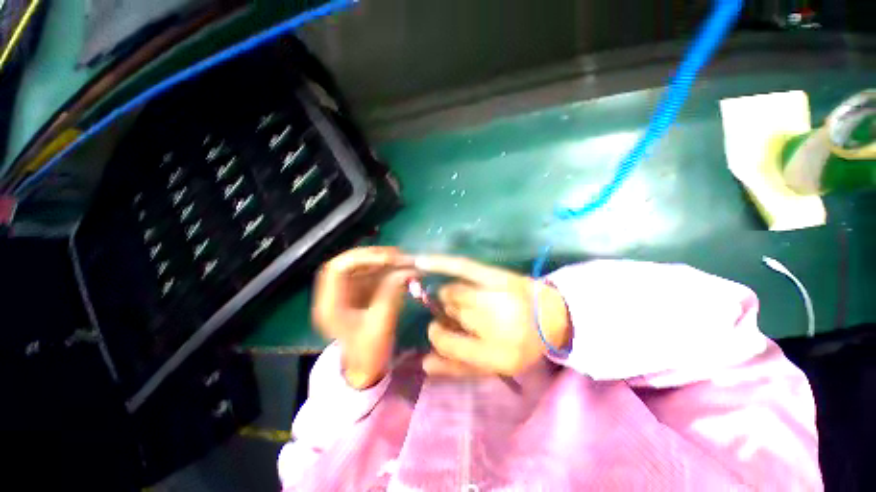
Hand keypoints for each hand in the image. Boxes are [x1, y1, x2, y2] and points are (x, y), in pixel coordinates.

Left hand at [312, 247, 414, 388]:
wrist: (365, 368)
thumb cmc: (368, 353)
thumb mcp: (381, 326)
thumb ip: (391, 296)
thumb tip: (405, 271)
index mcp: (330, 305)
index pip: (338, 269)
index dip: (362, 259)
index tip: (388, 260)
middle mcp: (335, 293)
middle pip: (351, 262)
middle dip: (376, 256)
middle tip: (400, 256)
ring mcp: (348, 291)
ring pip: (363, 265)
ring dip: (384, 260)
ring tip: (404, 260)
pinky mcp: (360, 291)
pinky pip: (372, 273)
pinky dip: (387, 268)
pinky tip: (401, 268)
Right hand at [414, 255, 570, 376]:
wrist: (552, 315)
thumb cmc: (520, 343)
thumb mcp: (495, 365)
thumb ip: (459, 368)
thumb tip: (424, 363)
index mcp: (497, 355)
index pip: (448, 343)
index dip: (439, 334)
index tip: (439, 328)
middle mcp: (496, 325)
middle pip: (451, 313)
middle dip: (450, 313)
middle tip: (461, 313)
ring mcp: (496, 296)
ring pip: (452, 292)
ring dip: (452, 295)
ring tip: (466, 297)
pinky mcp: (497, 275)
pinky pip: (462, 267)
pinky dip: (440, 263)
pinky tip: (421, 261)